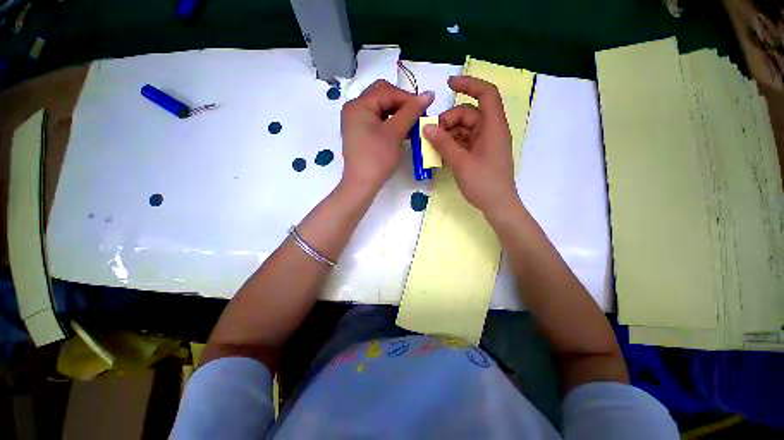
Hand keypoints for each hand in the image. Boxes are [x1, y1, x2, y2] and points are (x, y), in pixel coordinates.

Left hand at [340, 80, 433, 191]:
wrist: (361, 185)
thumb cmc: (377, 158)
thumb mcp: (395, 133)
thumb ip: (411, 111)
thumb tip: (429, 94)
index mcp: (359, 104)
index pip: (387, 91)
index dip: (408, 98)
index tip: (425, 109)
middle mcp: (354, 109)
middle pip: (382, 96)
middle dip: (402, 104)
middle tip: (417, 116)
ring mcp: (356, 122)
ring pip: (381, 109)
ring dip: (398, 114)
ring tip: (412, 125)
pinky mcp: (360, 133)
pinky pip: (377, 121)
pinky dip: (390, 124)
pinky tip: (402, 132)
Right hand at [423, 76, 519, 215]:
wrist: (497, 205)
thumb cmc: (483, 183)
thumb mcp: (460, 162)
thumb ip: (443, 143)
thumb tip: (426, 127)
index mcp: (493, 127)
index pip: (486, 94)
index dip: (469, 84)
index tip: (449, 84)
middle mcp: (491, 131)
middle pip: (469, 113)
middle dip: (449, 120)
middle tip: (432, 135)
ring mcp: (485, 143)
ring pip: (464, 128)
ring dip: (448, 134)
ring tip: (434, 146)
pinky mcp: (480, 153)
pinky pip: (464, 141)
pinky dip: (452, 143)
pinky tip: (441, 153)